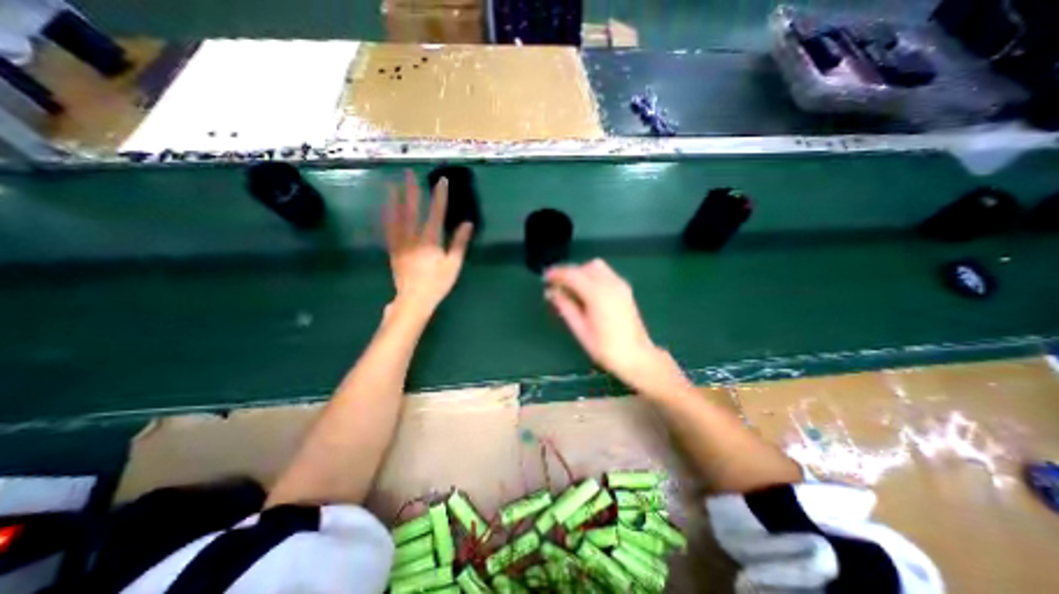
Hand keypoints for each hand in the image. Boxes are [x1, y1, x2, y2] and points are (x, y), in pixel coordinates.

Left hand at [386, 169, 472, 311]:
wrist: (414, 299)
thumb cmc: (437, 283)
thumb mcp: (453, 264)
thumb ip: (459, 243)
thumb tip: (467, 224)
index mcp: (430, 240)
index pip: (436, 213)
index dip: (439, 196)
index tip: (441, 180)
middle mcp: (413, 237)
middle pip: (411, 209)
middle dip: (411, 190)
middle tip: (409, 173)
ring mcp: (400, 243)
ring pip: (395, 217)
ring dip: (394, 199)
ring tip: (392, 184)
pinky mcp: (393, 250)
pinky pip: (387, 229)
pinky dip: (386, 216)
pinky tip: (384, 209)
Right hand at [542, 259, 692, 397]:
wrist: (637, 357)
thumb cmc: (606, 348)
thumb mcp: (580, 329)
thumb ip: (565, 306)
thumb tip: (551, 292)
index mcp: (597, 294)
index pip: (573, 274)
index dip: (557, 274)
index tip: (545, 278)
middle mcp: (610, 283)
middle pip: (584, 267)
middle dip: (569, 273)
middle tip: (557, 287)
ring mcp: (620, 285)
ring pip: (596, 267)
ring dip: (581, 273)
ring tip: (571, 289)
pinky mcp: (625, 289)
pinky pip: (605, 273)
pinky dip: (592, 276)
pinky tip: (587, 291)